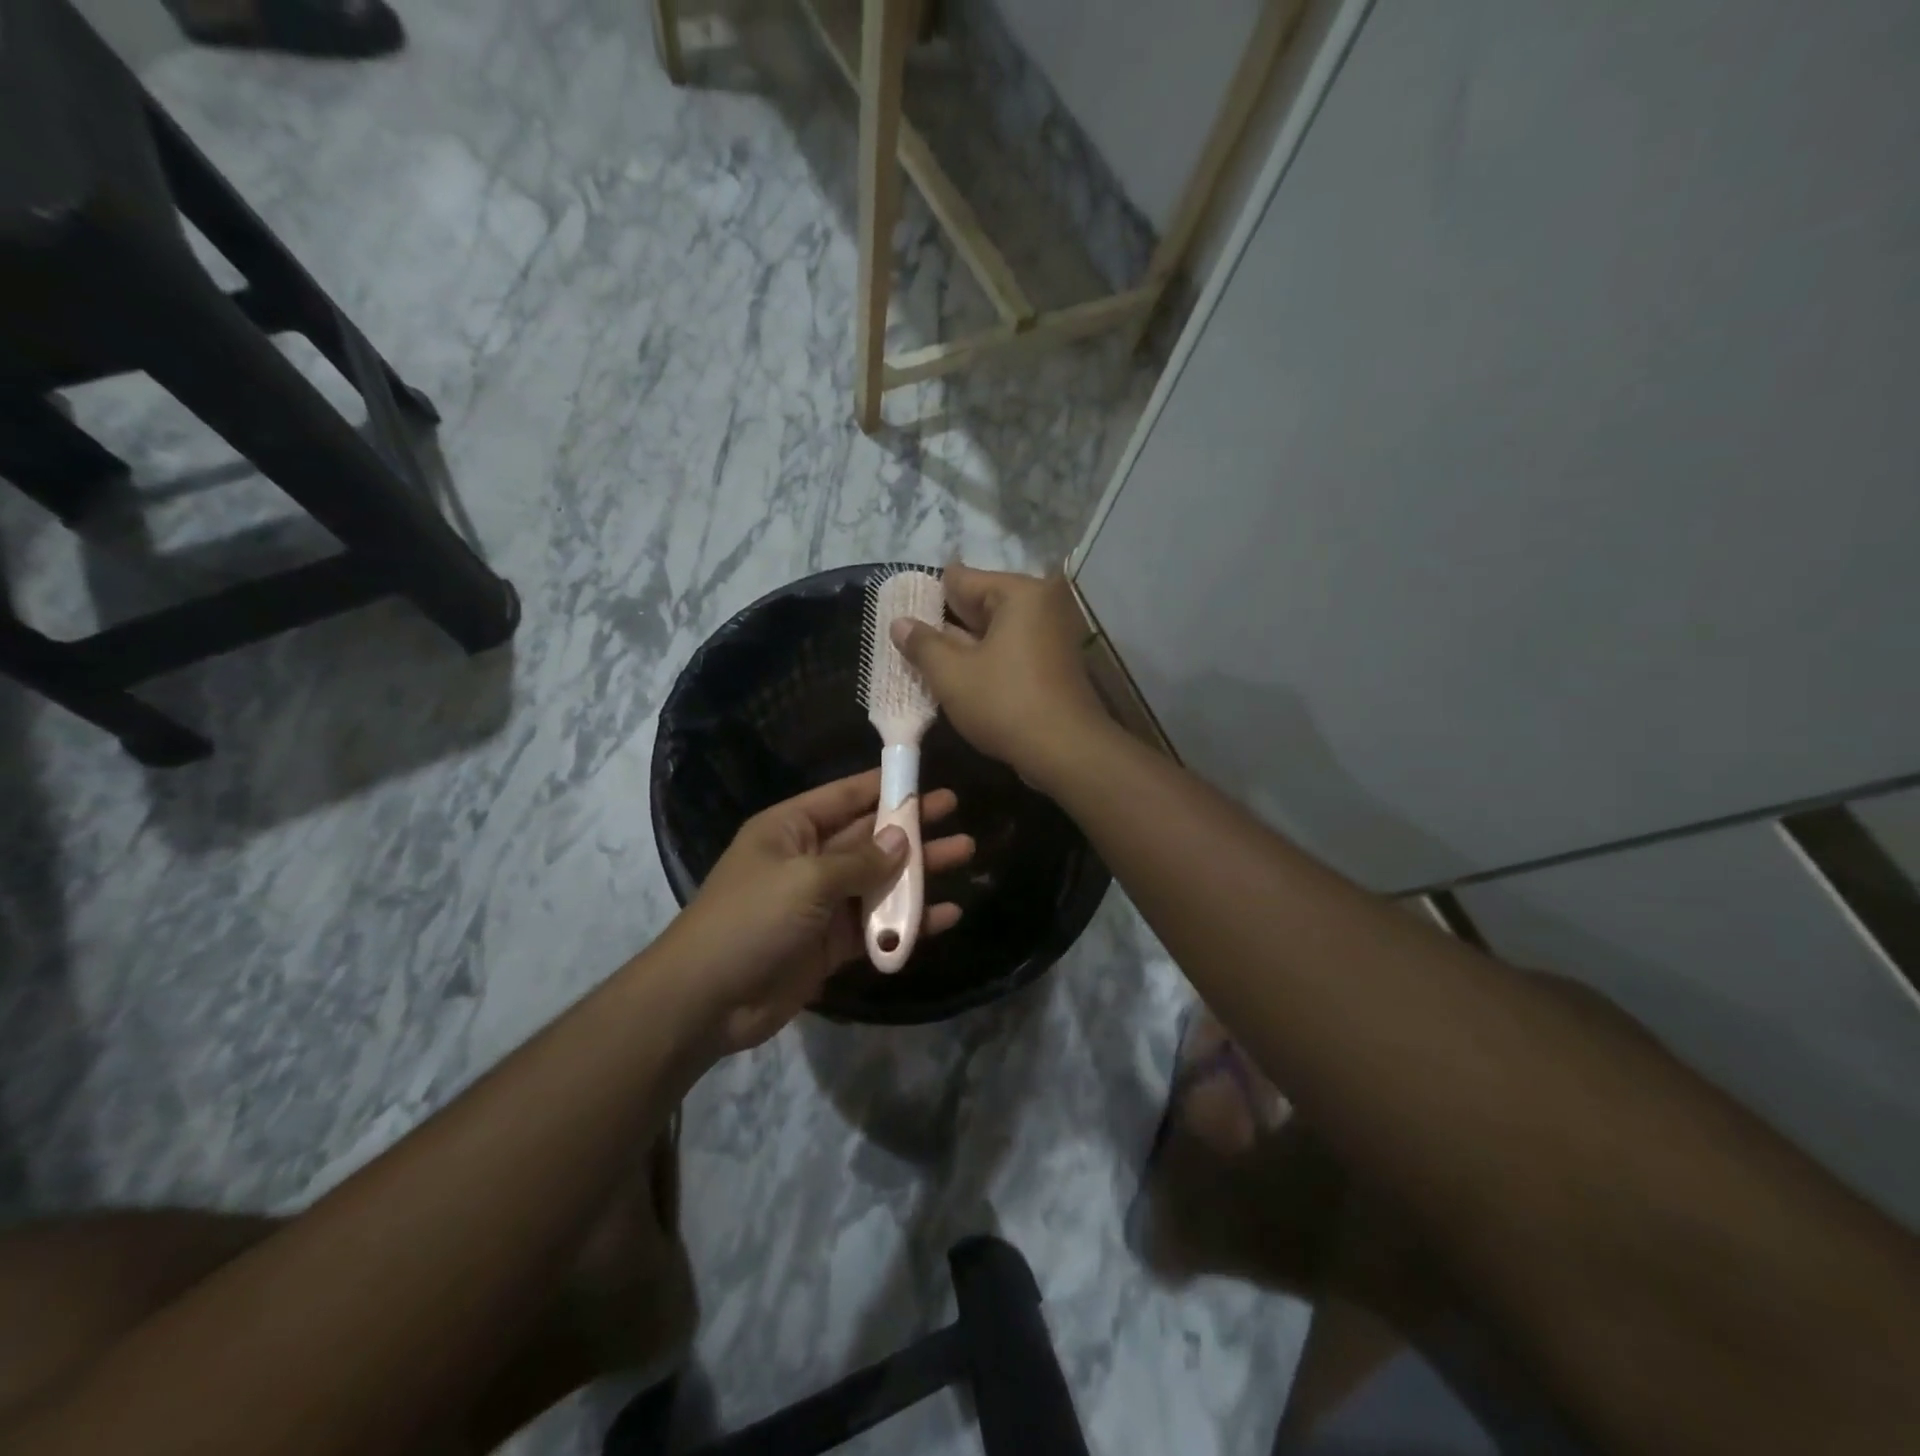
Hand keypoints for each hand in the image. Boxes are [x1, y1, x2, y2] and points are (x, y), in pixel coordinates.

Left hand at [664, 771, 973, 1052]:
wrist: (707, 1000)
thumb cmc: (751, 920)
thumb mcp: (806, 880)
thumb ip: (860, 861)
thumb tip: (902, 839)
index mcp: (791, 829)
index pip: (845, 797)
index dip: (884, 786)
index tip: (924, 777)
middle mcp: (809, 859)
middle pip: (869, 836)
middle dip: (911, 825)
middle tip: (955, 811)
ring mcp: (822, 903)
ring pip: (879, 879)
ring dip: (920, 870)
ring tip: (966, 853)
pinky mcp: (832, 943)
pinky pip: (877, 924)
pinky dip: (909, 920)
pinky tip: (947, 915)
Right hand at [890, 562, 1112, 789]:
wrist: (1066, 751)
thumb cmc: (1005, 703)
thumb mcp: (952, 674)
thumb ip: (922, 644)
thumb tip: (899, 622)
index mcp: (1020, 592)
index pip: (961, 579)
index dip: (928, 597)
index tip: (902, 616)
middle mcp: (1042, 603)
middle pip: (980, 602)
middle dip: (947, 623)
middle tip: (910, 641)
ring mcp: (1052, 634)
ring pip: (995, 630)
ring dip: (965, 645)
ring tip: (927, 661)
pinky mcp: (1055, 662)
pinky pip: (1011, 649)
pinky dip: (988, 658)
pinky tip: (960, 678)